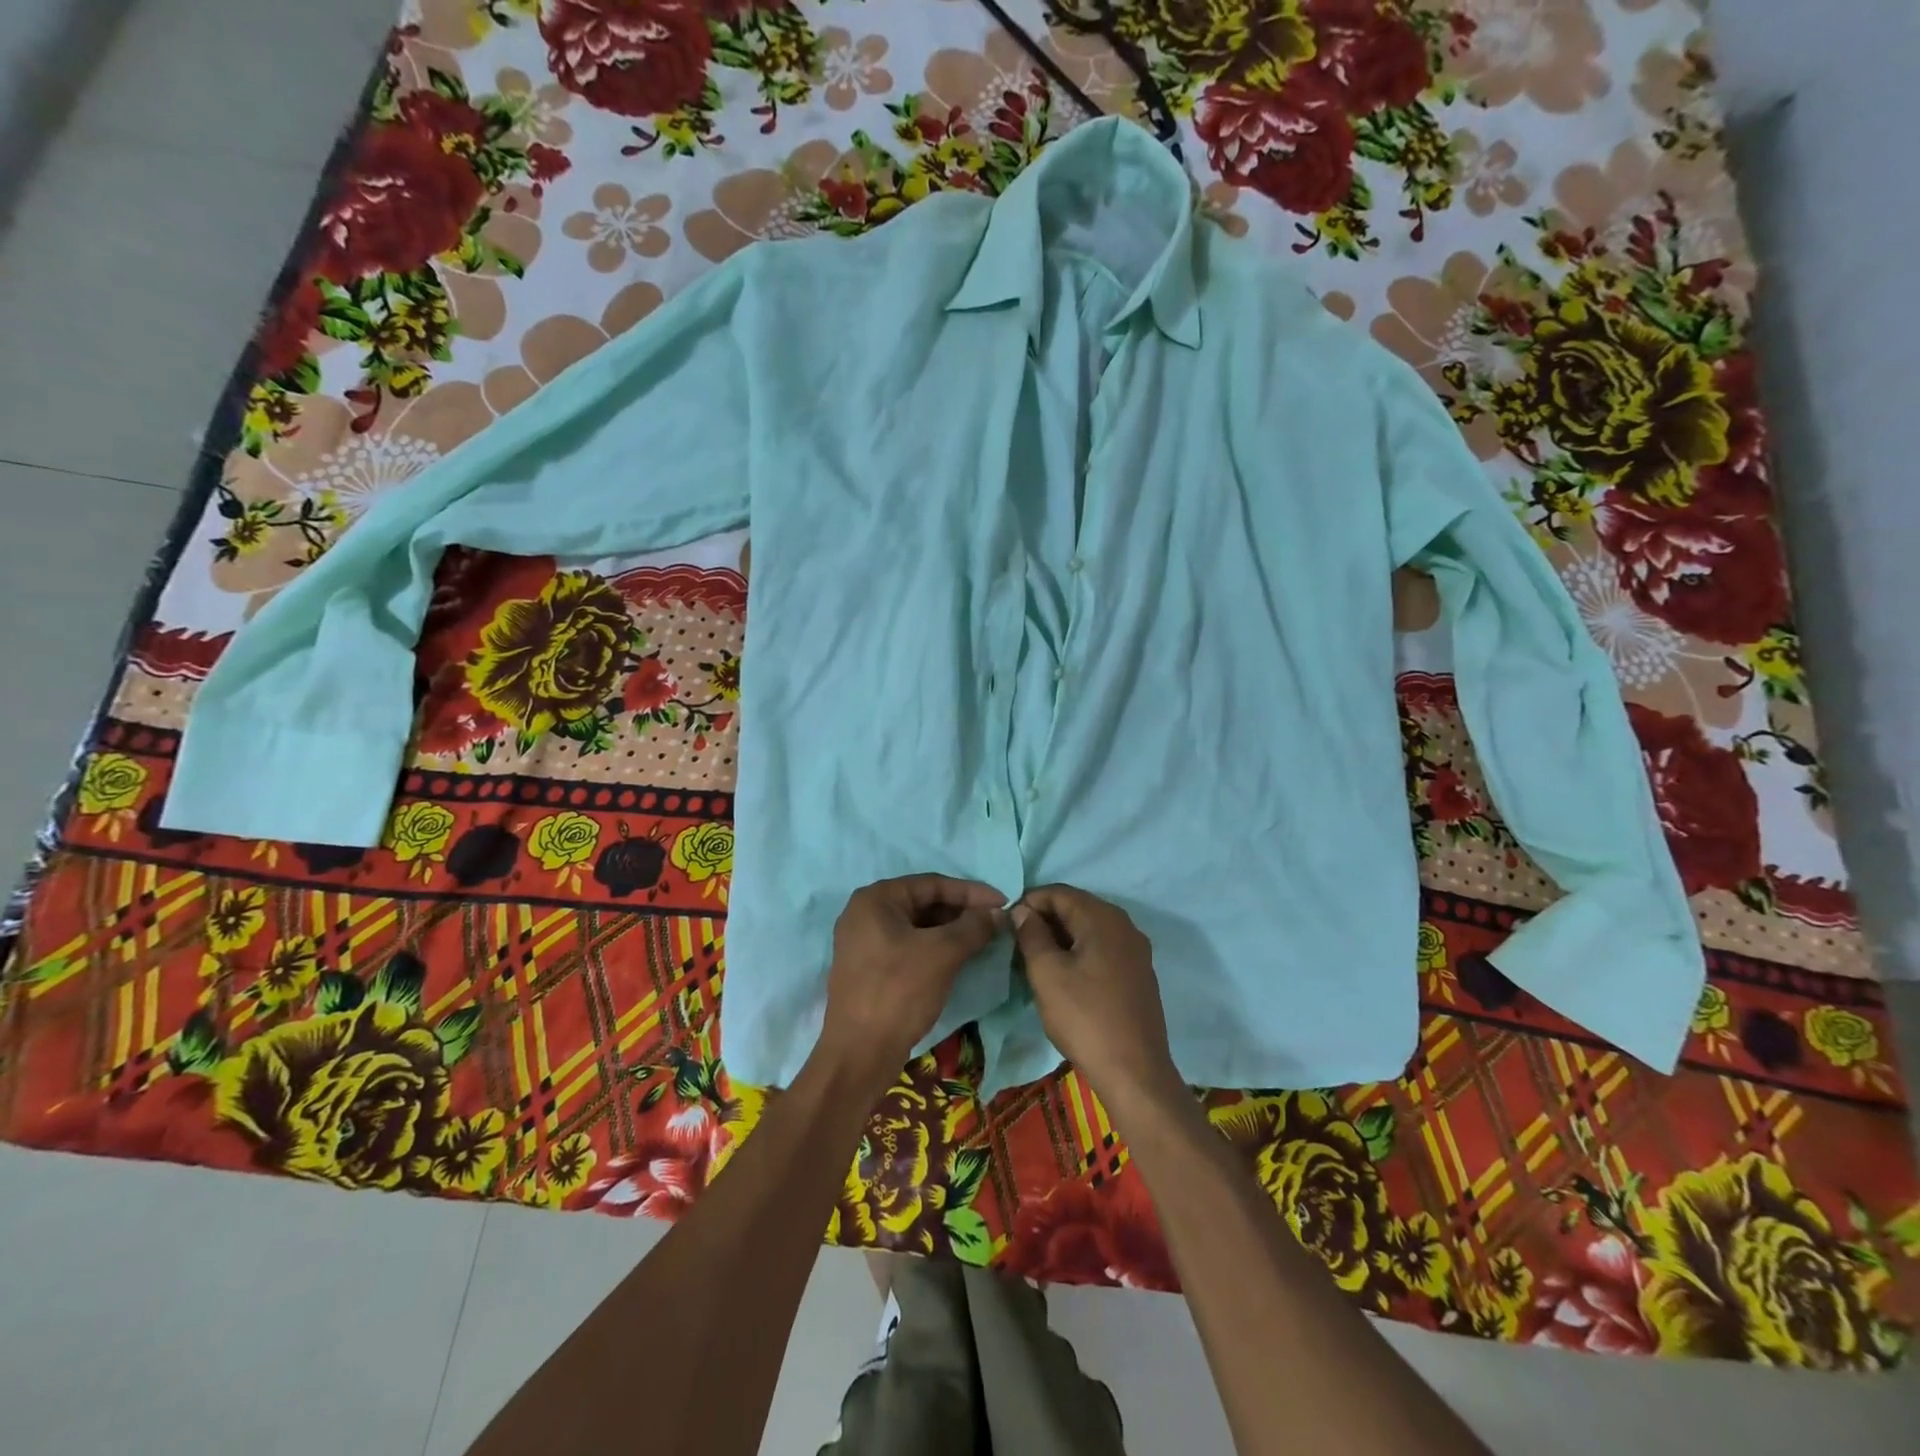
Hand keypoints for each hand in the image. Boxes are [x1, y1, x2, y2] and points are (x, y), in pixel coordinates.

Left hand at [819, 875, 1006, 1090]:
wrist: (859, 1055)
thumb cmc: (899, 992)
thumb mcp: (942, 954)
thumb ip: (973, 927)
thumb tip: (999, 913)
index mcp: (876, 899)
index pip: (932, 884)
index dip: (971, 892)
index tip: (1004, 902)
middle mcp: (865, 913)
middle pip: (924, 903)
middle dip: (961, 912)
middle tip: (996, 923)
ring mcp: (864, 942)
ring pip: (917, 927)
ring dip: (951, 932)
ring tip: (984, 940)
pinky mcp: (869, 968)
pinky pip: (908, 946)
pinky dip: (935, 948)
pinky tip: (959, 958)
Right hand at [1013, 885, 1179, 1109]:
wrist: (1134, 1072)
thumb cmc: (1084, 1017)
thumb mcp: (1047, 973)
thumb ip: (1031, 934)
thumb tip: (1023, 911)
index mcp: (1102, 917)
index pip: (1058, 892)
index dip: (1029, 902)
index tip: (1007, 922)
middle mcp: (1124, 925)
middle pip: (1077, 907)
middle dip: (1045, 919)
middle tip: (1018, 942)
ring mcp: (1136, 950)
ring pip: (1090, 929)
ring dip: (1062, 937)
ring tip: (1036, 959)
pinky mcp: (1139, 974)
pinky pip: (1103, 948)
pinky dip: (1080, 952)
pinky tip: (1065, 975)